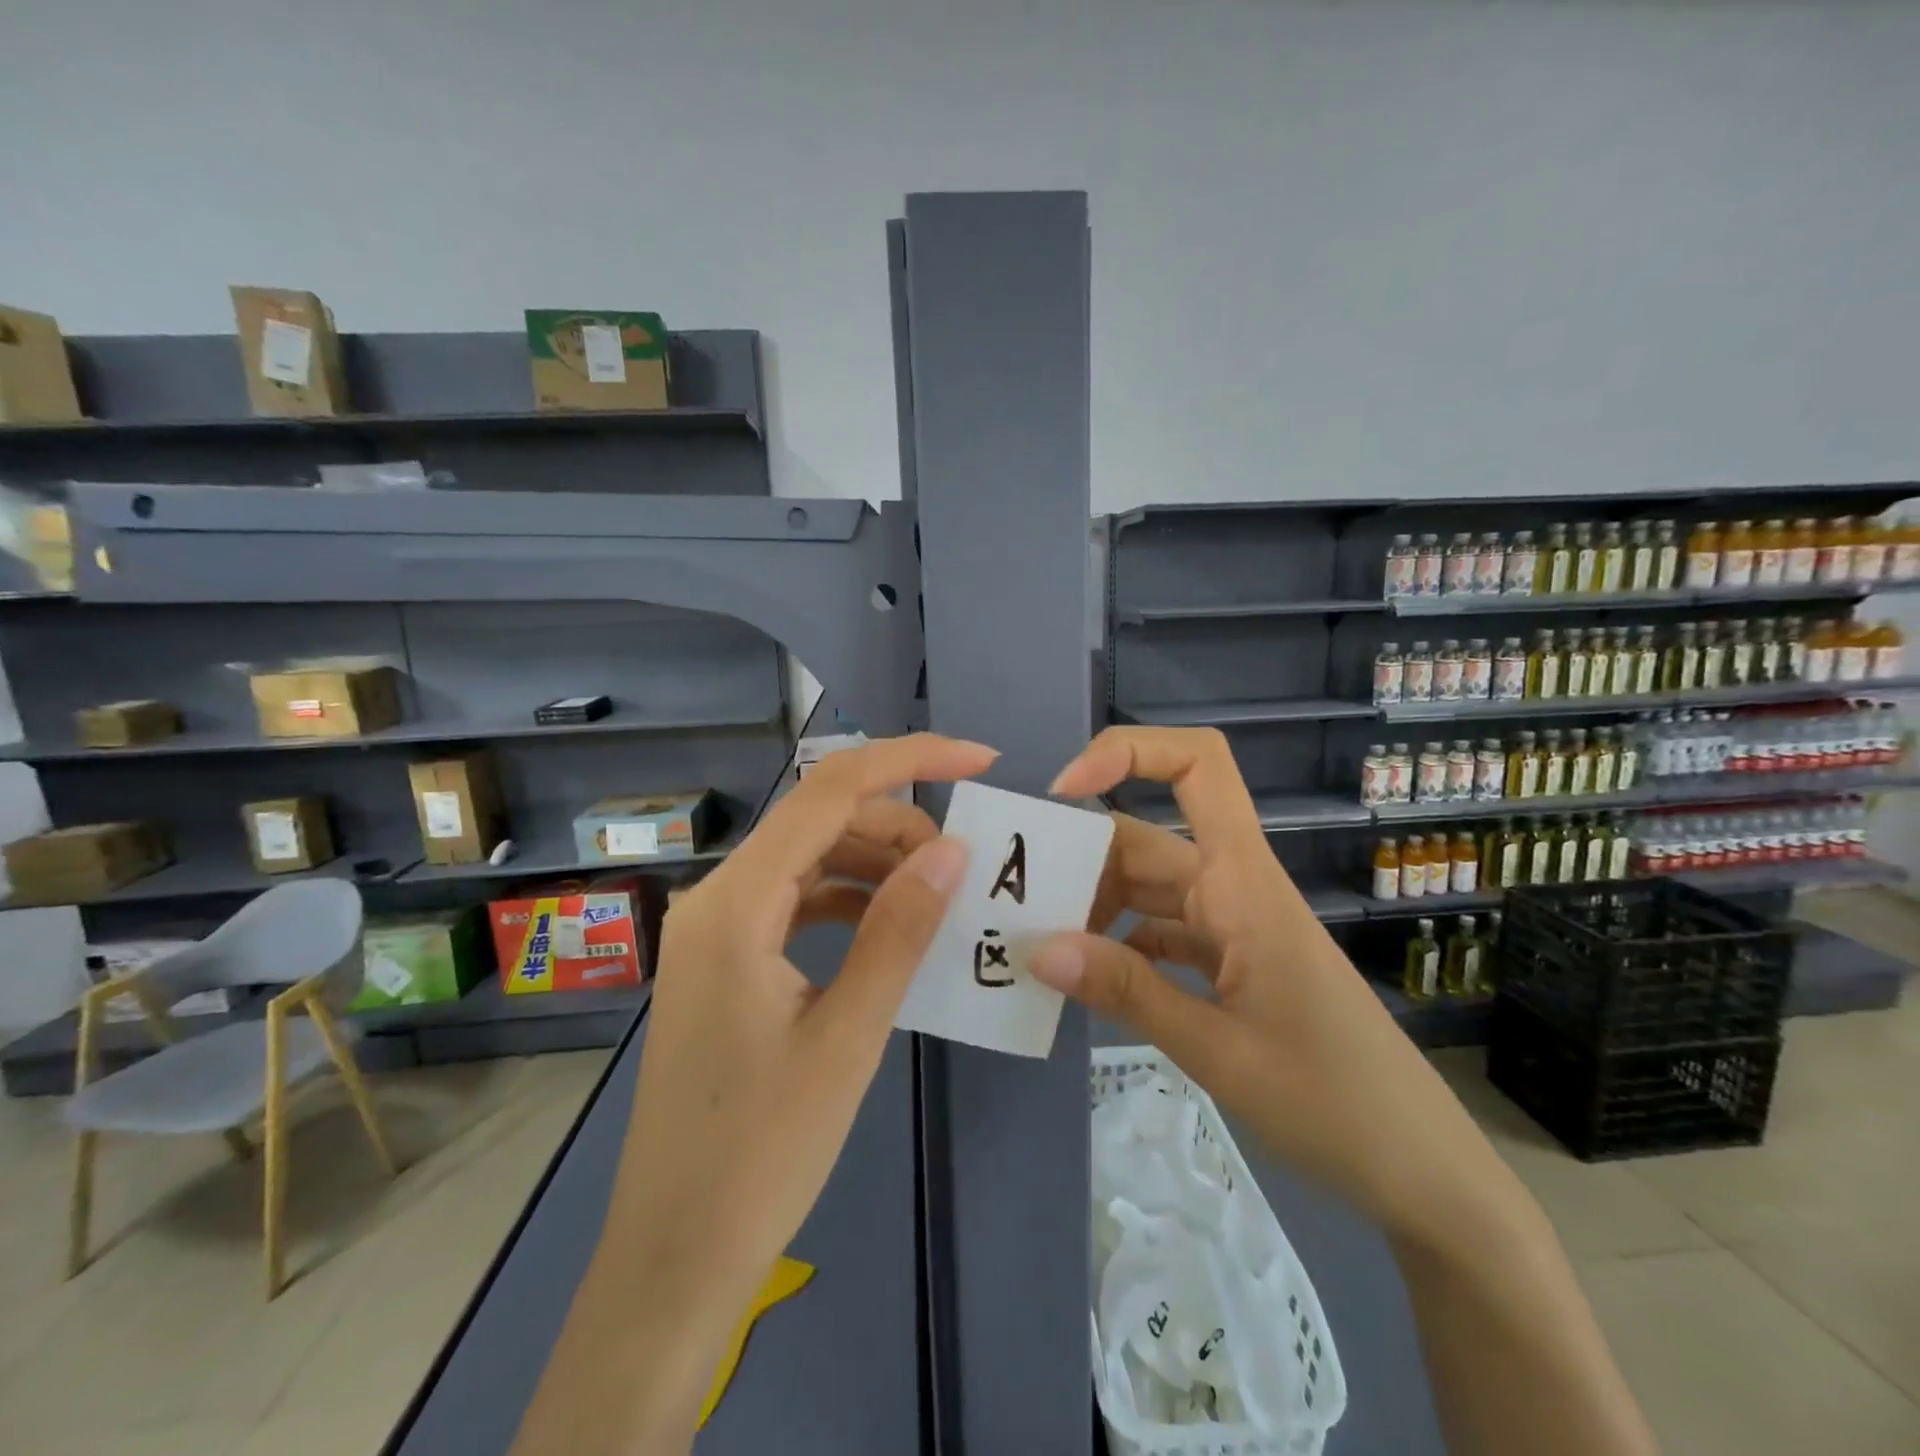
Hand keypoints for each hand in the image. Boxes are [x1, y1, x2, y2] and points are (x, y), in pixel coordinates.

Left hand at [513, 734, 992, 1454]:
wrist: (676, 1256)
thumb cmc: (762, 1153)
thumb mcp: (848, 1034)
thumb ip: (900, 930)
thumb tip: (951, 849)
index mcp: (735, 903)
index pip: (828, 792)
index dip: (909, 761)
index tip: (978, 759)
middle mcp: (716, 898)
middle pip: (818, 820)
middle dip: (898, 824)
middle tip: (966, 863)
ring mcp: (716, 929)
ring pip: (809, 859)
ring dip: (876, 862)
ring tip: (939, 893)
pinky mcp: (726, 960)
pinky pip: (796, 901)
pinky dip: (848, 900)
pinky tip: (891, 927)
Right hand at [1031, 726, 1510, 1243]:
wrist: (1417, 1168)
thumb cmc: (1333, 1101)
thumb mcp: (1218, 1051)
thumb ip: (1127, 992)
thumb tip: (1038, 949)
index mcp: (1243, 884)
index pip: (1199, 767)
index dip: (1128, 753)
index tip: (1062, 793)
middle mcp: (1234, 888)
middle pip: (1144, 838)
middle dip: (1078, 856)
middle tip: (1014, 901)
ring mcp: (1231, 924)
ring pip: (1145, 886)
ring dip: (1092, 904)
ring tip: (1036, 942)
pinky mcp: (1229, 960)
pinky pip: (1158, 930)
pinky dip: (1117, 943)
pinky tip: (1082, 975)